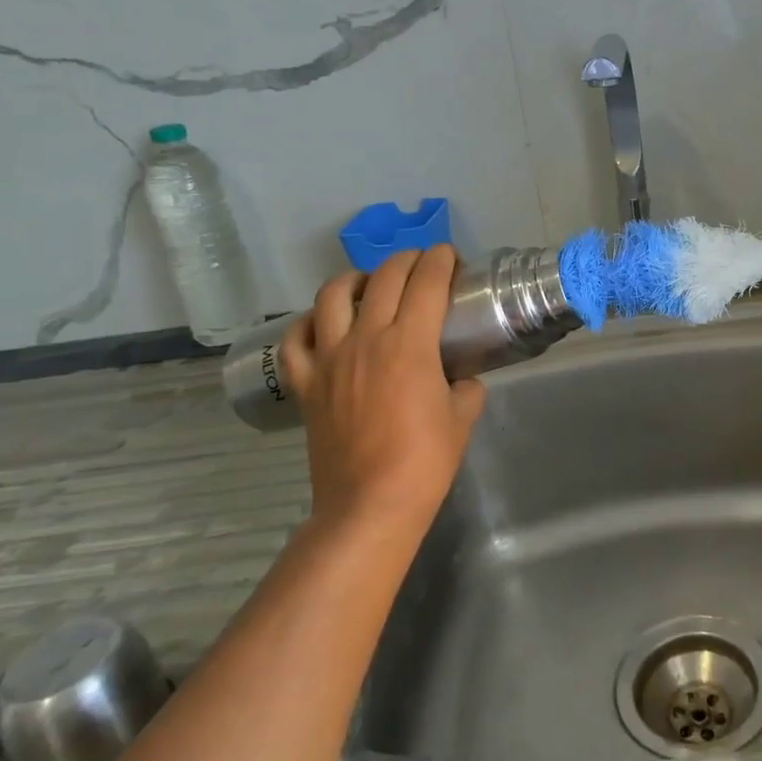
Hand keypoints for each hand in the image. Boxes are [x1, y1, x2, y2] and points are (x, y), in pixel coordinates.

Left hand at [278, 245, 484, 536]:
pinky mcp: (305, 383)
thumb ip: (465, 388)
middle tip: (421, 264)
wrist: (369, 505)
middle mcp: (368, 338)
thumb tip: (461, 380)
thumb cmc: (424, 462)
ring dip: (355, 279)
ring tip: (368, 284)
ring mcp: (330, 358)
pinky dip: (308, 323)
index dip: (441, 261)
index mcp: (411, 344)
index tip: (449, 255)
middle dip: (407, 260)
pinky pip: (296, 339)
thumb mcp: (461, 419)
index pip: (427, 282)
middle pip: (384, 278)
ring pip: (332, 295)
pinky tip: (323, 325)